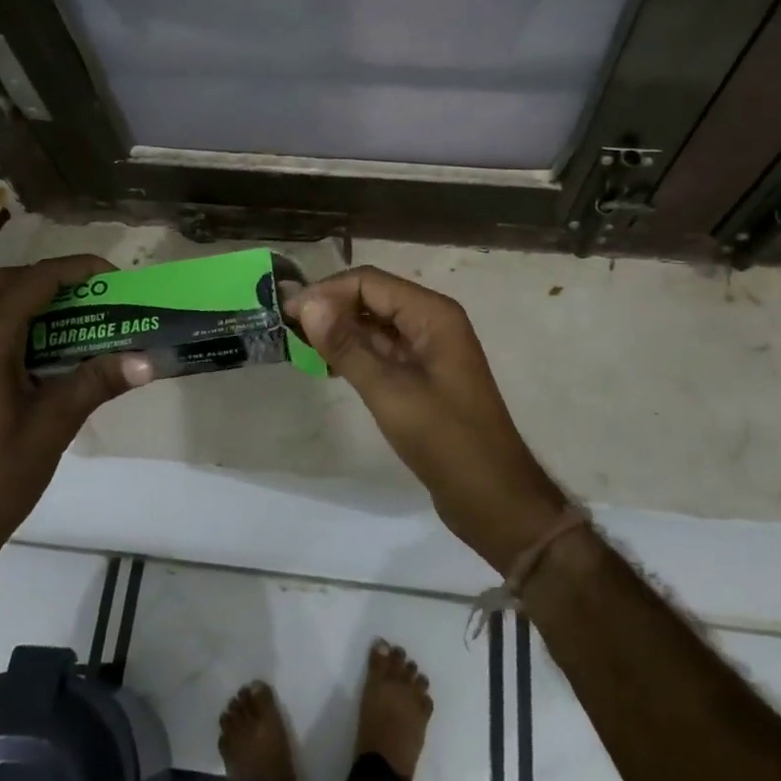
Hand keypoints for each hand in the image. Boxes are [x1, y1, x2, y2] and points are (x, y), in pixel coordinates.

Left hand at [0, 255, 151, 574]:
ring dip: (32, 298)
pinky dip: (19, 322)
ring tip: (77, 317)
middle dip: (49, 277)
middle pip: (4, 283)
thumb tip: (149, 359)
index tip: (114, 278)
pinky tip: (50, 351)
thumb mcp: (55, 424)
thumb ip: (98, 381)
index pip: (33, 283)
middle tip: (91, 294)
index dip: (75, 270)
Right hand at [290, 267, 566, 573]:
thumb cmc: (446, 440)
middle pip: (372, 297)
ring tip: (299, 346)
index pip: (369, 282)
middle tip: (287, 329)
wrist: (494, 499)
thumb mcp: (390, 392)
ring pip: (375, 324)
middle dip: (330, 308)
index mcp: (432, 314)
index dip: (326, 292)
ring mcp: (429, 349)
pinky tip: (327, 366)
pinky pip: (383, 350)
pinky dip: (355, 352)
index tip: (286, 314)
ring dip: (340, 330)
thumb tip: (307, 303)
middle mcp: (432, 321)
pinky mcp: (423, 375)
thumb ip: (347, 346)